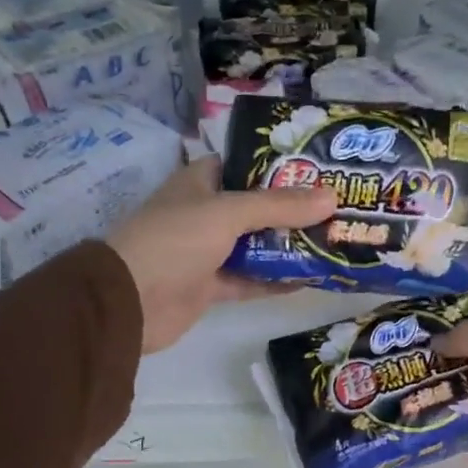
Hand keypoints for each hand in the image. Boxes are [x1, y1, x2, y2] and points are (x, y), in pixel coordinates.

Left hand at [108, 157, 335, 353]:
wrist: (130, 302)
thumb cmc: (174, 241)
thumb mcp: (228, 213)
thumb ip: (279, 206)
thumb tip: (332, 197)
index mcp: (199, 183)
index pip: (243, 165)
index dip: (278, 166)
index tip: (319, 170)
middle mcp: (204, 213)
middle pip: (255, 208)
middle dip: (293, 210)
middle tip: (337, 209)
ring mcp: (206, 252)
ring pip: (255, 245)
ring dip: (288, 247)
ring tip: (332, 242)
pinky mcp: (210, 286)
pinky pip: (249, 279)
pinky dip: (275, 280)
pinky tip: (309, 280)